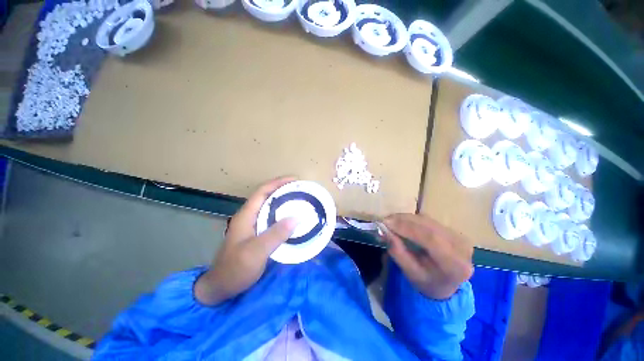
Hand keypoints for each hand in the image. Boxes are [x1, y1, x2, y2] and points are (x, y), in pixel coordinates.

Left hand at [194, 177, 298, 305]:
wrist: (220, 288)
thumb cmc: (235, 269)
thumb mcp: (256, 252)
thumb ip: (275, 234)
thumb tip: (297, 217)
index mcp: (246, 215)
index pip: (263, 191)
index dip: (278, 182)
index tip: (295, 180)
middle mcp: (249, 216)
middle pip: (267, 196)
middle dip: (284, 190)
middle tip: (302, 190)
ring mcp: (252, 225)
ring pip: (270, 207)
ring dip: (284, 202)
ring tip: (300, 201)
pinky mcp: (257, 234)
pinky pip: (272, 218)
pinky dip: (283, 214)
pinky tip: (293, 219)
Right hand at [382, 214, 472, 299]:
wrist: (446, 284)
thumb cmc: (427, 282)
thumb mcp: (411, 273)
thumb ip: (398, 253)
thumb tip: (385, 231)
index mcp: (455, 264)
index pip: (431, 239)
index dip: (407, 228)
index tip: (387, 223)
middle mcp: (462, 247)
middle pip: (429, 226)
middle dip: (404, 221)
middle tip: (385, 220)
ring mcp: (459, 236)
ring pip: (427, 220)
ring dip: (406, 218)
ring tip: (391, 221)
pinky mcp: (452, 230)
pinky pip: (428, 220)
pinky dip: (412, 219)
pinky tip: (401, 222)